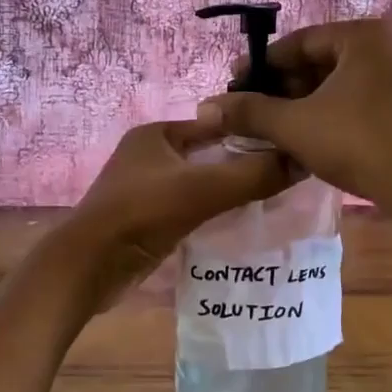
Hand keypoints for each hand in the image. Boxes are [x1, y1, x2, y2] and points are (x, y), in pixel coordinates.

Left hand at [55, 121, 291, 309]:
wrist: (89, 266)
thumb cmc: (142, 214)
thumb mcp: (203, 189)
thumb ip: (253, 174)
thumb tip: (303, 161)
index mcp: (157, 134)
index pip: (216, 125)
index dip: (251, 133)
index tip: (288, 147)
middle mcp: (150, 156)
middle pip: (209, 155)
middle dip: (243, 165)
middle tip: (285, 178)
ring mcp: (145, 189)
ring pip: (200, 184)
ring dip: (229, 192)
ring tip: (270, 201)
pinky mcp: (146, 220)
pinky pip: (189, 209)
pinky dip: (212, 214)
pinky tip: (239, 225)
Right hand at [195, 19, 391, 226]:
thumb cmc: (357, 143)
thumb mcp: (295, 125)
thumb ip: (250, 112)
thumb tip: (207, 107)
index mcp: (363, 35)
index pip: (299, 42)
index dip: (261, 66)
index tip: (235, 86)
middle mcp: (387, 45)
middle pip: (320, 61)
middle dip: (283, 87)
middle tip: (252, 111)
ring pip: (338, 83)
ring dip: (304, 103)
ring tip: (274, 127)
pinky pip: (358, 98)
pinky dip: (330, 112)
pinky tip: (309, 135)